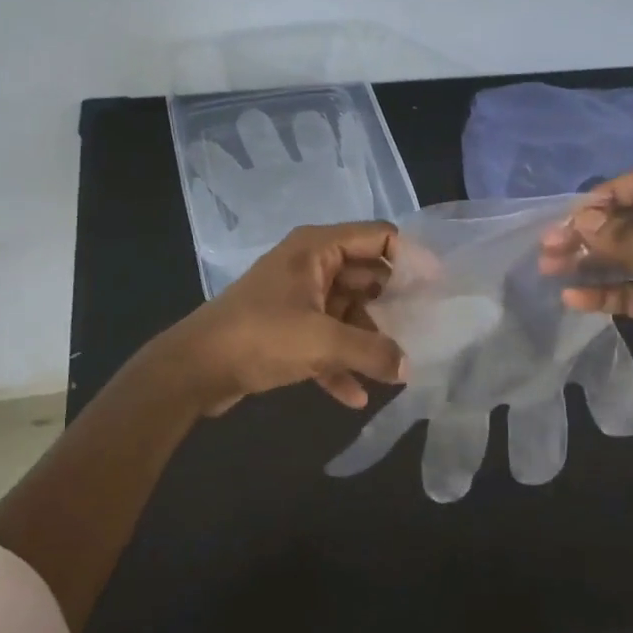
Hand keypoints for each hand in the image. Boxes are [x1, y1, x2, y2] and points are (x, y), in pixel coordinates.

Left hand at [160, 222, 409, 415]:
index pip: (376, 236)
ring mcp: (296, 299)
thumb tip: (407, 367)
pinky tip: (355, 396)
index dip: (410, 256)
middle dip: (393, 304)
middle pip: (365, 276)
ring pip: (346, 312)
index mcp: (316, 249)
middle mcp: (308, 266)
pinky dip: (339, 363)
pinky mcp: (284, 330)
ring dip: (367, 340)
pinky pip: (323, 342)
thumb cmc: (260, 337)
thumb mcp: (322, 342)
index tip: (438, 285)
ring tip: (396, 368)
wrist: (194, 368)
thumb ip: (372, 351)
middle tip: (427, 327)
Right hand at [539, 169, 632, 437]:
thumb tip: (581, 217)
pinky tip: (572, 298)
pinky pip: (628, 290)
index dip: (610, 194)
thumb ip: (629, 240)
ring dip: (588, 259)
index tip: (575, 218)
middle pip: (630, 220)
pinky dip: (602, 291)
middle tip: (548, 244)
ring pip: (624, 256)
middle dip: (590, 229)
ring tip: (548, 267)